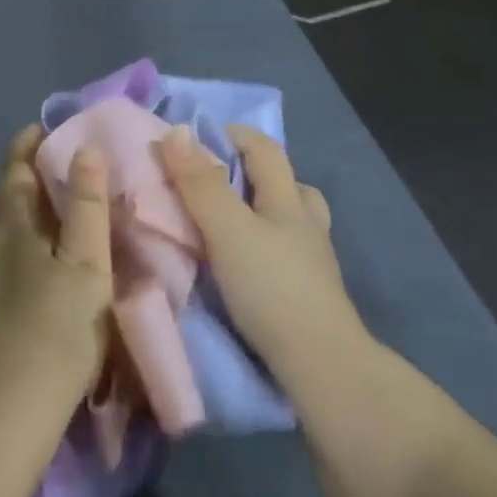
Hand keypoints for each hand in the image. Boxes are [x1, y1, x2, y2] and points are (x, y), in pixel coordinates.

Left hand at [0, 126, 112, 408]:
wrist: (7, 402)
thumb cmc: (58, 327)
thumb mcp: (87, 263)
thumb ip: (87, 206)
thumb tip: (86, 149)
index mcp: (14, 227)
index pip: (15, 172)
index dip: (26, 146)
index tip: (40, 128)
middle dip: (14, 176)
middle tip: (39, 168)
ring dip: (5, 210)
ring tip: (31, 213)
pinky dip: (2, 245)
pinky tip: (17, 264)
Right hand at [155, 124, 358, 385]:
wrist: (320, 365)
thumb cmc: (271, 287)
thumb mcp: (227, 229)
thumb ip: (200, 183)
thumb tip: (177, 131)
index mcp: (289, 201)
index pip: (266, 150)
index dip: (235, 135)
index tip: (197, 136)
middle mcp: (306, 225)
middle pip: (288, 183)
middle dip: (253, 173)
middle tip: (213, 181)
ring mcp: (313, 262)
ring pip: (290, 221)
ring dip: (262, 211)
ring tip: (228, 222)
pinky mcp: (308, 294)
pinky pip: (285, 253)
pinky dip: (264, 245)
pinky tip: (242, 263)